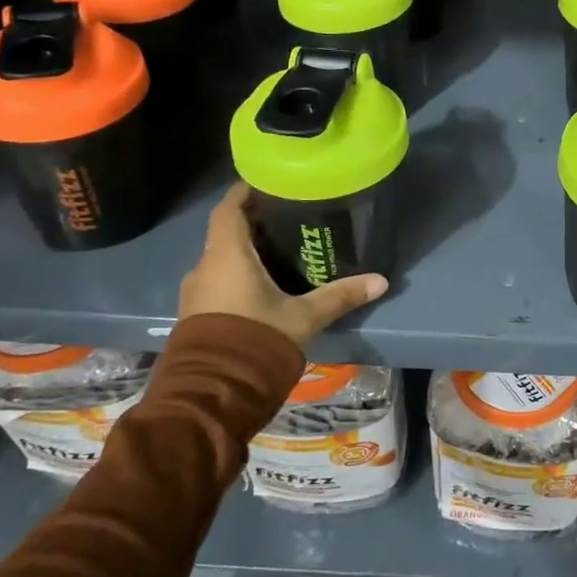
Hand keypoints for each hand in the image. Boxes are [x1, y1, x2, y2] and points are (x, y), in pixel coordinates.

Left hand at [178, 184, 387, 345]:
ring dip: (245, 252)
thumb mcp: (304, 317)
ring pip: (221, 259)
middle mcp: (205, 267)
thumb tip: (381, 281)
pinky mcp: (195, 315)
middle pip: (227, 233)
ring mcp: (195, 293)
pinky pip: (217, 282)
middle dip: (254, 223)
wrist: (213, 394)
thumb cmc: (257, 339)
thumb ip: (340, 296)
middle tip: (288, 218)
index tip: (268, 182)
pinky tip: (262, 286)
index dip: (245, 192)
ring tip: (279, 252)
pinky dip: (237, 275)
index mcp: (227, 255)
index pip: (229, 208)